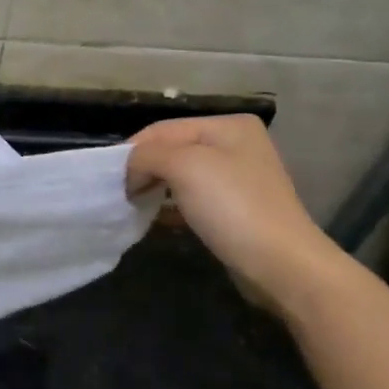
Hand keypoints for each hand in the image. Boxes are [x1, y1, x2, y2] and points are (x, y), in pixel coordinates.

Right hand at [128, 115, 347, 312]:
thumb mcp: (184, 166)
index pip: (164, 129)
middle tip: (119, 193)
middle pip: (173, 150)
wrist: (279, 263)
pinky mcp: (235, 209)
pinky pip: (193, 199)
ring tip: (133, 205)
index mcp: (228, 125)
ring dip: (154, 188)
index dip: (133, 150)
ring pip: (181, 176)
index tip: (109, 179)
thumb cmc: (232, 206)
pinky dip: (170, 206)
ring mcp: (238, 178)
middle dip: (144, 169)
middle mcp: (236, 145)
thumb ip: (147, 155)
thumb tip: (130, 168)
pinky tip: (156, 218)